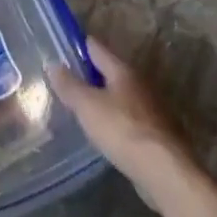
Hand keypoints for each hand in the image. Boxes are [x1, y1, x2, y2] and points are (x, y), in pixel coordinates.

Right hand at [51, 39, 198, 196]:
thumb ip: (70, 85)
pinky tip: (104, 130)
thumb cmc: (122, 130)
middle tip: (68, 78)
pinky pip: (129, 118)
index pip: (98, 49)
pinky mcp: (155, 133)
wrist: (164, 170)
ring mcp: (151, 109)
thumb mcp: (87, 106)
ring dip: (104, 98)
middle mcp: (140, 84)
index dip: (80, 45)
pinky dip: (115, 119)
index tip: (64, 45)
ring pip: (121, 96)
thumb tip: (53, 64)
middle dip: (91, 74)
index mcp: (123, 72)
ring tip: (83, 105)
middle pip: (111, 72)